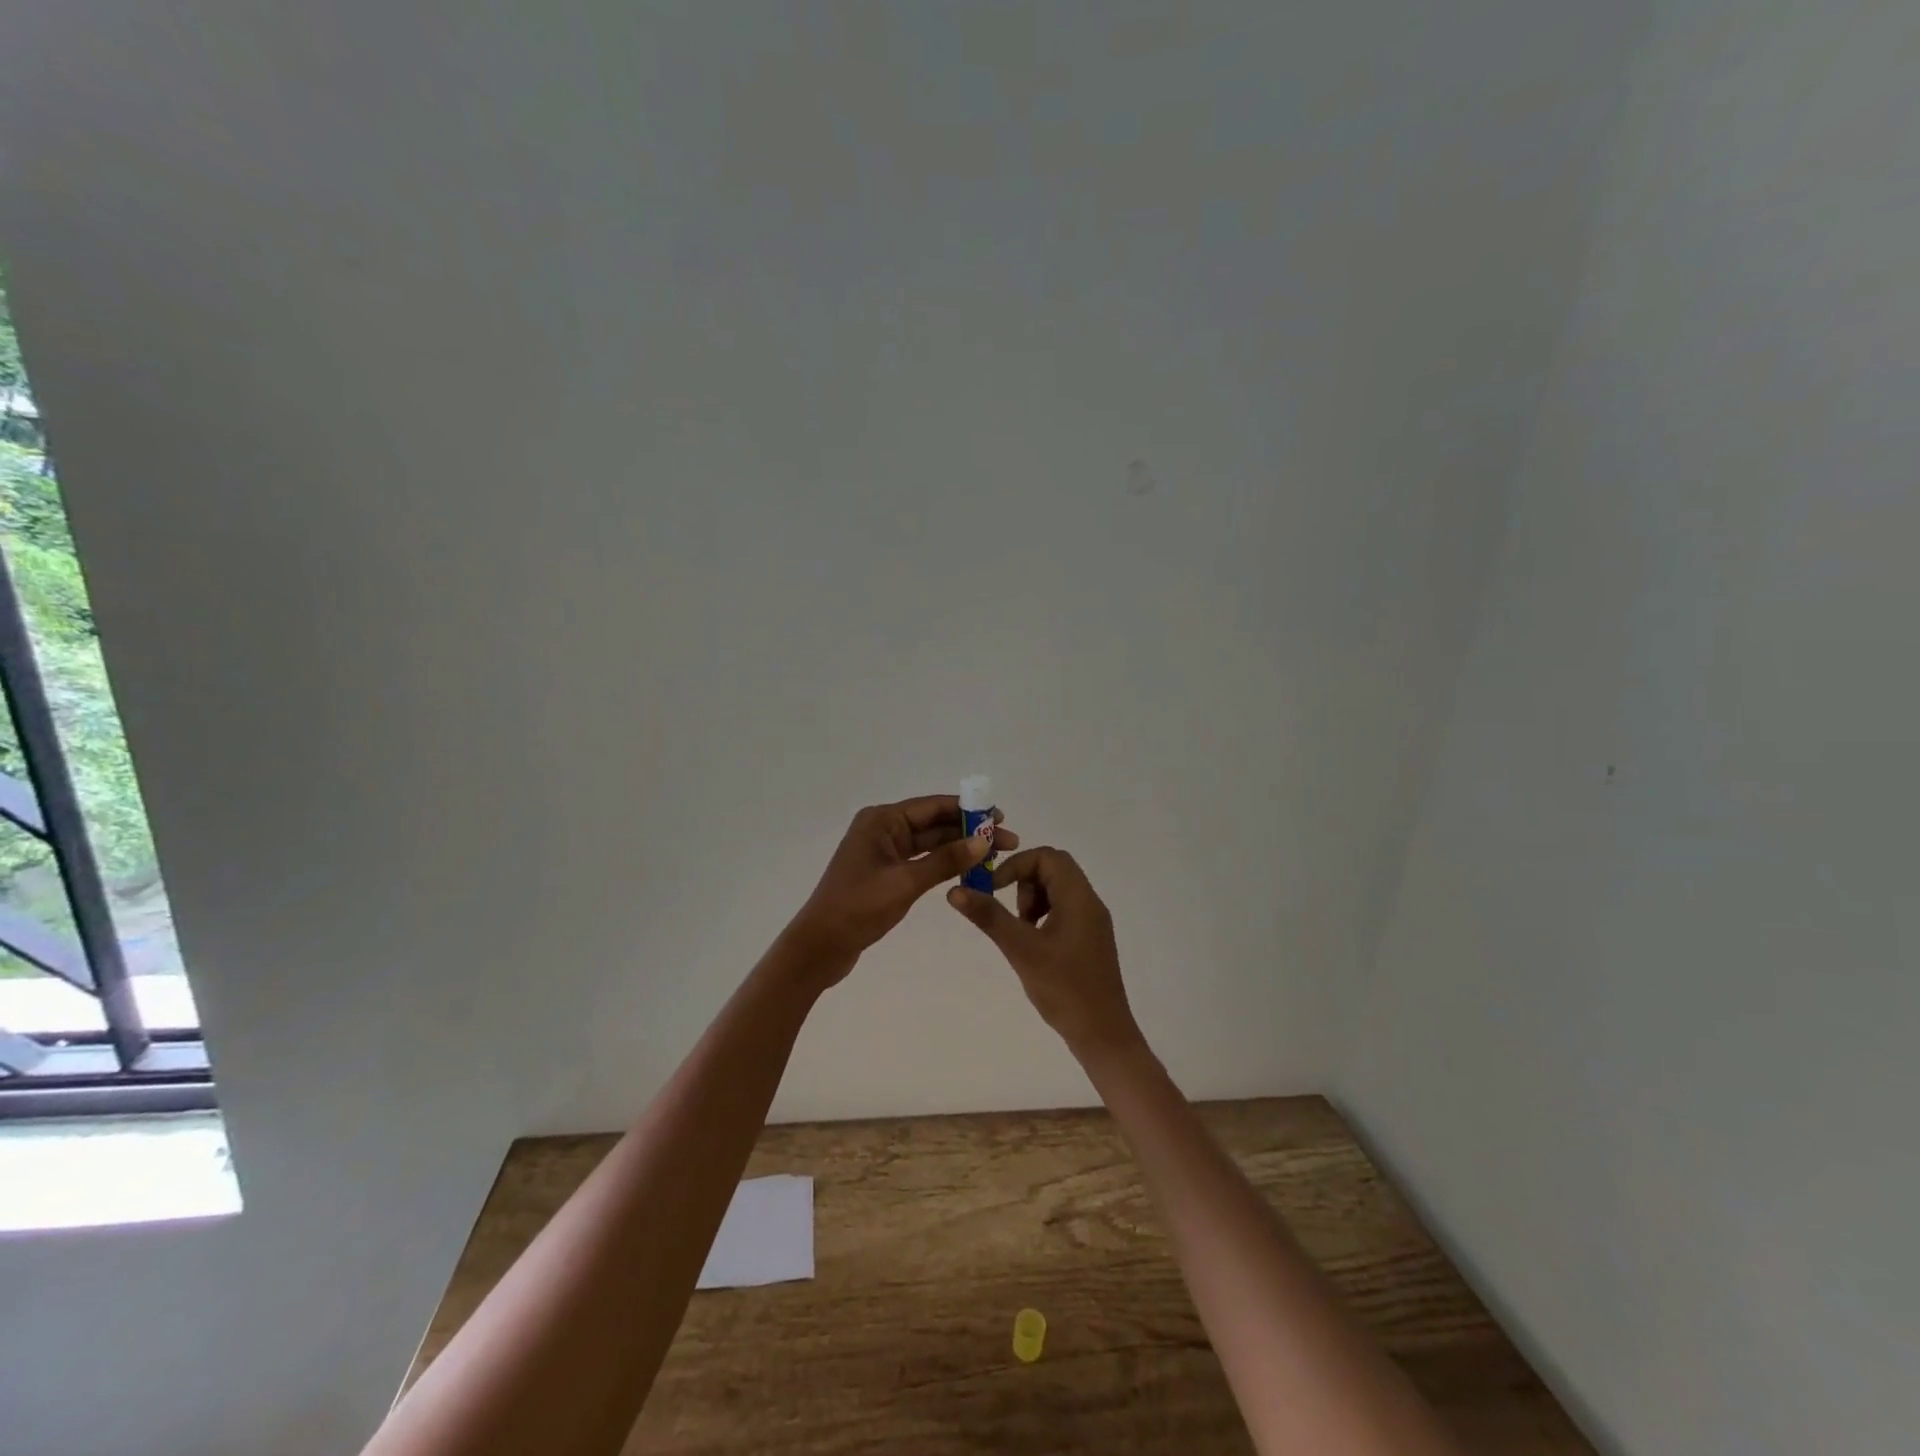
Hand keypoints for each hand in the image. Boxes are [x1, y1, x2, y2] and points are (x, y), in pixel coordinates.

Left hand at [785, 795, 1017, 978]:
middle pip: (933, 823)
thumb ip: (945, 861)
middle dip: (969, 831)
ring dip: (959, 848)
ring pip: (929, 843)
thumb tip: (983, 841)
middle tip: (1006, 840)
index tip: (999, 816)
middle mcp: (882, 829)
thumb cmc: (859, 908)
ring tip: (994, 855)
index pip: (932, 807)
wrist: (820, 946)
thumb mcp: (906, 882)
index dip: (968, 810)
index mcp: (881, 820)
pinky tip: (968, 869)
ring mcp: (883, 852)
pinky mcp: (885, 873)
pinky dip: (943, 864)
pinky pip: (921, 860)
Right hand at [946, 847, 1143, 1061]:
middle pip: (1054, 868)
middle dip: (1024, 883)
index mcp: (1079, 897)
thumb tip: (955, 891)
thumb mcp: (1021, 950)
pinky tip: (1034, 946)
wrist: (1102, 1034)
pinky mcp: (1090, 939)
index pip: (1048, 856)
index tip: (995, 889)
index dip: (1017, 865)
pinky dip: (1043, 916)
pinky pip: (1064, 910)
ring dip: (1033, 900)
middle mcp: (1090, 902)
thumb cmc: (1063, 988)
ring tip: (1021, 932)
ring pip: (1058, 889)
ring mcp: (1093, 922)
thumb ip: (989, 917)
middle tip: (1011, 914)